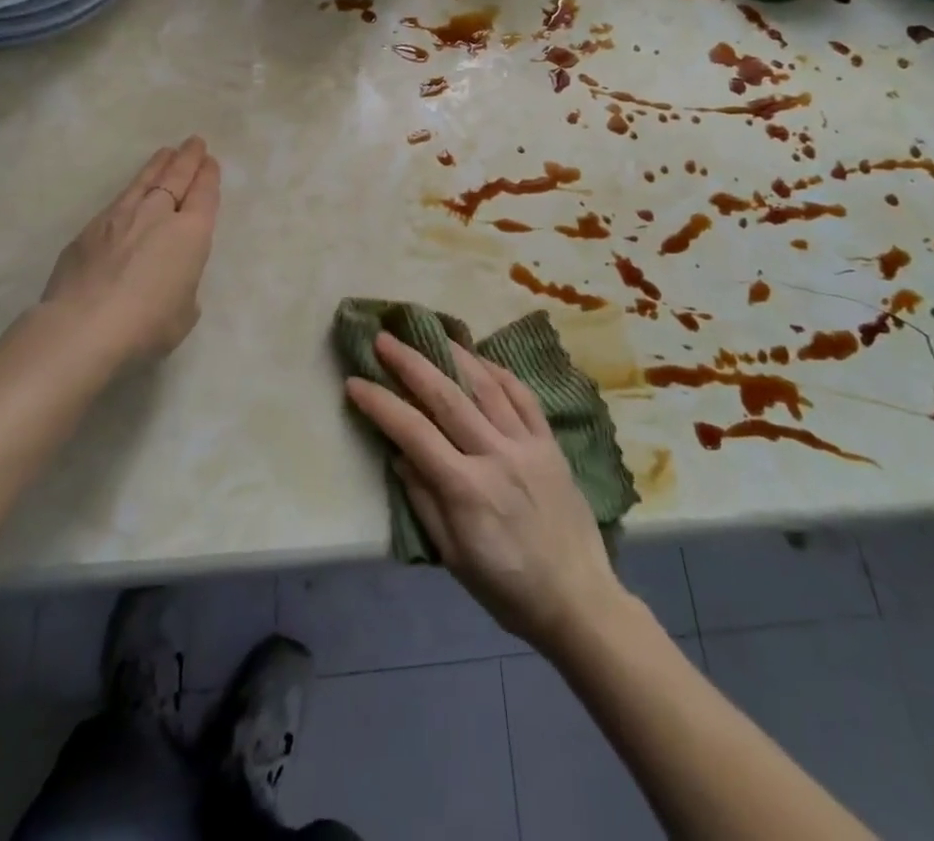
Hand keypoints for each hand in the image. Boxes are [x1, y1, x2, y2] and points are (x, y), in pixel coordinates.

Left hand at [38, 137, 221, 371]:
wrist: (82, 327)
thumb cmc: (147, 324)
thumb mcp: (184, 312)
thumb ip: (182, 287)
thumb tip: (167, 279)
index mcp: (190, 233)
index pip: (204, 195)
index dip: (208, 176)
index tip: (210, 162)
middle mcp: (157, 215)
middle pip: (176, 177)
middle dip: (187, 158)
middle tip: (194, 142)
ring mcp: (119, 218)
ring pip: (143, 181)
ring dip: (157, 165)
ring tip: (165, 153)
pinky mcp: (89, 230)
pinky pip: (117, 202)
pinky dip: (130, 192)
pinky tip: (130, 194)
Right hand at [346, 333, 625, 653]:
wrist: (578, 600)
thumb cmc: (507, 587)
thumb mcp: (453, 555)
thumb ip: (424, 500)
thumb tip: (399, 454)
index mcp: (466, 489)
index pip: (413, 432)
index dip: (381, 404)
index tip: (354, 382)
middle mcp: (496, 455)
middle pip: (446, 397)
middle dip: (411, 363)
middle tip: (384, 339)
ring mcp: (527, 444)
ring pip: (486, 386)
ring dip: (454, 355)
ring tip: (430, 334)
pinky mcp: (550, 443)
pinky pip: (523, 396)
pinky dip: (499, 373)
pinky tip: (480, 359)